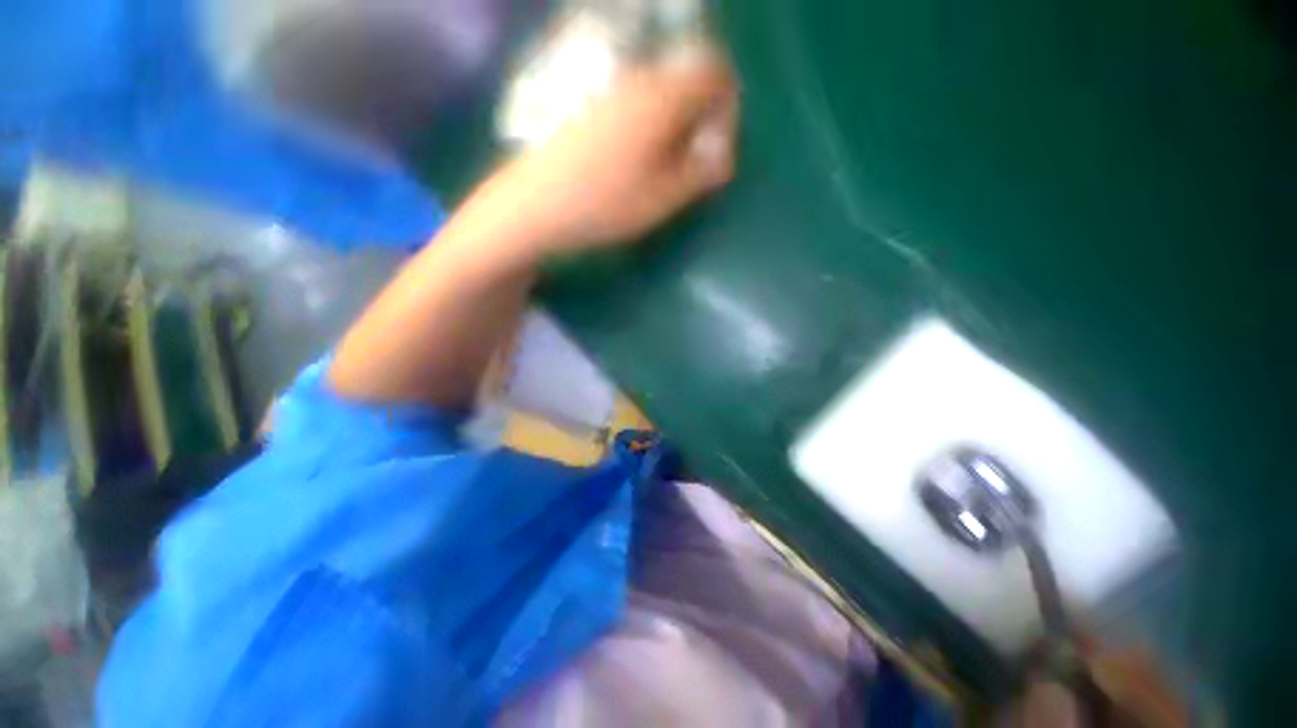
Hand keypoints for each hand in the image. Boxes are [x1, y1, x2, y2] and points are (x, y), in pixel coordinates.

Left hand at [486, 46, 737, 254]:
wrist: (535, 206)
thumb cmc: (605, 204)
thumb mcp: (664, 198)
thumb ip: (702, 173)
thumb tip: (723, 157)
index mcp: (662, 96)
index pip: (716, 72)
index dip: (728, 107)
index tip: (717, 149)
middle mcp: (637, 80)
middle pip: (688, 81)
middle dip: (701, 121)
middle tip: (692, 167)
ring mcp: (609, 92)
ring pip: (661, 96)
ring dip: (675, 128)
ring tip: (664, 172)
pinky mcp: (590, 109)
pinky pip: (635, 107)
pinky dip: (649, 130)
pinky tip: (635, 165)